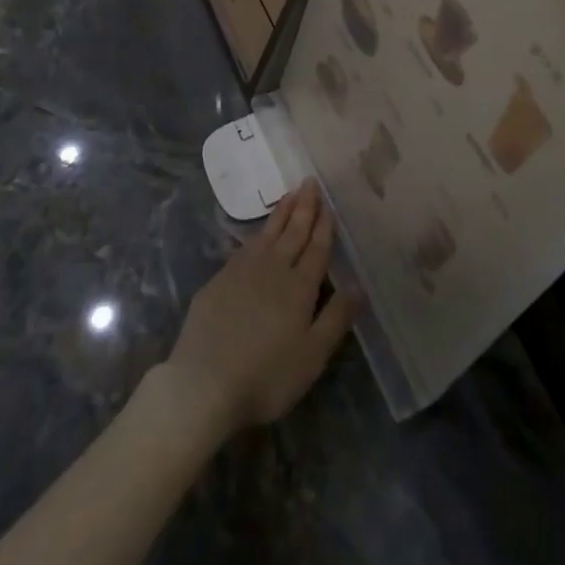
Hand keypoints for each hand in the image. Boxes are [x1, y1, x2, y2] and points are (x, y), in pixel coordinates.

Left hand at [158, 180, 360, 440]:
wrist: (204, 383)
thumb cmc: (267, 376)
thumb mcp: (312, 356)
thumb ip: (337, 318)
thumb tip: (359, 286)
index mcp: (299, 287)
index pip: (316, 248)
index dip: (324, 226)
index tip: (328, 203)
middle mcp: (273, 269)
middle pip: (293, 232)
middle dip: (304, 207)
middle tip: (310, 182)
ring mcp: (242, 271)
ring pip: (268, 233)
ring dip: (281, 212)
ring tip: (290, 194)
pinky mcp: (218, 280)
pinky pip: (245, 246)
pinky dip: (258, 233)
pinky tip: (259, 234)